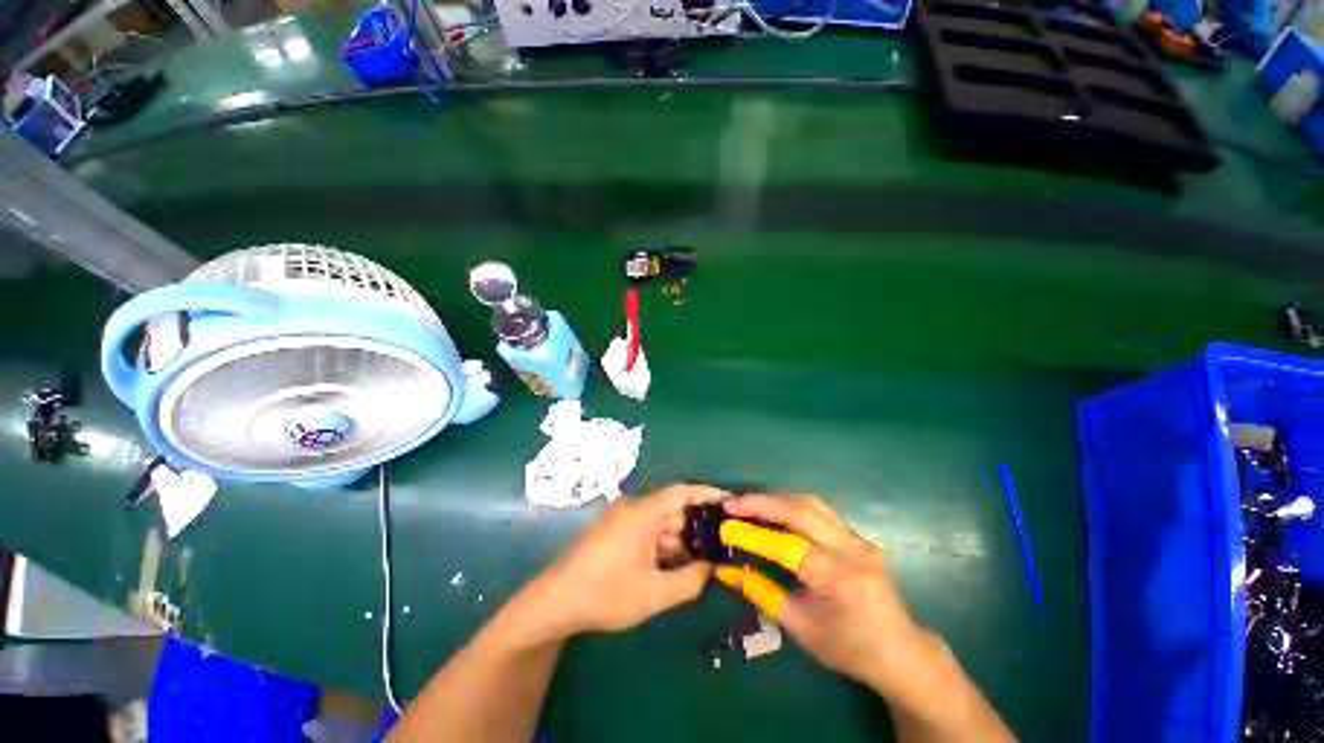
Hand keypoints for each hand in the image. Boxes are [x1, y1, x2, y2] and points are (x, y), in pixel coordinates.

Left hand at [529, 484, 726, 635]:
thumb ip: (689, 581)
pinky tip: (681, 560)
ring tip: (709, 552)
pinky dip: (666, 544)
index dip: (706, 493)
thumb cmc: (605, 593)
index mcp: (642, 512)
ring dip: (682, 537)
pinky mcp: (617, 533)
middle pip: (673, 508)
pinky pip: (649, 532)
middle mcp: (634, 509)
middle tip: (725, 536)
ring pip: (662, 523)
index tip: (729, 500)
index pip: (681, 492)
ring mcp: (624, 521)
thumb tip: (711, 568)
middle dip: (698, 522)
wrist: (555, 603)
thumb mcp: (654, 594)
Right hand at [714, 494, 922, 692]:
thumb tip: (726, 570)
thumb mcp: (802, 629)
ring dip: (776, 500)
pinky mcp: (857, 535)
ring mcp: (859, 538)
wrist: (900, 652)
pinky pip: (820, 510)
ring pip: (811, 503)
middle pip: (801, 511)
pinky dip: (791, 505)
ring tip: (748, 505)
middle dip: (761, 503)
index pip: (789, 546)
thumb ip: (763, 594)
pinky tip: (774, 512)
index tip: (725, 526)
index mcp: (841, 580)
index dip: (754, 534)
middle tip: (731, 504)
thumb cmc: (849, 649)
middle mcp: (853, 550)